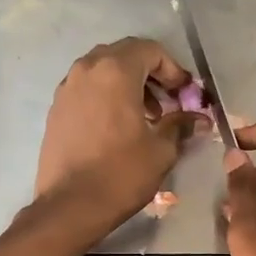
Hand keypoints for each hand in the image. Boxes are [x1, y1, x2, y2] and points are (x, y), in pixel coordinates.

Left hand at [34, 38, 199, 236]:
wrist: (70, 205)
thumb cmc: (121, 174)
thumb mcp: (161, 150)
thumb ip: (180, 126)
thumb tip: (199, 119)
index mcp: (115, 71)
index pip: (150, 50)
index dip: (173, 69)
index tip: (185, 93)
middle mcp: (87, 70)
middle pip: (124, 55)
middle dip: (150, 74)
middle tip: (167, 102)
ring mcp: (66, 88)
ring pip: (102, 71)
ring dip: (127, 85)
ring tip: (144, 117)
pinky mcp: (56, 109)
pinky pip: (87, 90)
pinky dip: (106, 97)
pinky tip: (117, 127)